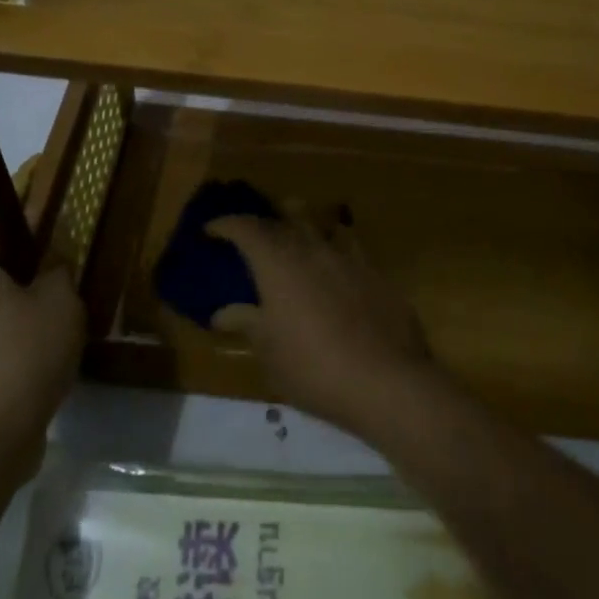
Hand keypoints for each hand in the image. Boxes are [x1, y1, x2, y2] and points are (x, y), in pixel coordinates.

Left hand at [0, 235, 83, 464]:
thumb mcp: (61, 301)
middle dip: (32, 257)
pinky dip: (19, 326)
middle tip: (71, 258)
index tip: (61, 213)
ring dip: (27, 295)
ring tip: (67, 300)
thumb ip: (59, 271)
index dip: (31, 211)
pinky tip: (51, 338)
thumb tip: (52, 265)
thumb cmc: (25, 352)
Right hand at [206, 211, 432, 434]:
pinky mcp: (376, 273)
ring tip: (294, 237)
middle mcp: (312, 249)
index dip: (226, 224)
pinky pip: (349, 247)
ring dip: (302, 224)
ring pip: (321, 225)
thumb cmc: (313, 368)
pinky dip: (334, 248)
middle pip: (285, 218)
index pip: (246, 227)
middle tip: (252, 233)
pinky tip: (335, 264)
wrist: (386, 381)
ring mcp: (348, 258)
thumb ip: (248, 323)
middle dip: (265, 220)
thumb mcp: (270, 352)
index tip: (212, 230)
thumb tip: (222, 313)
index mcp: (278, 263)